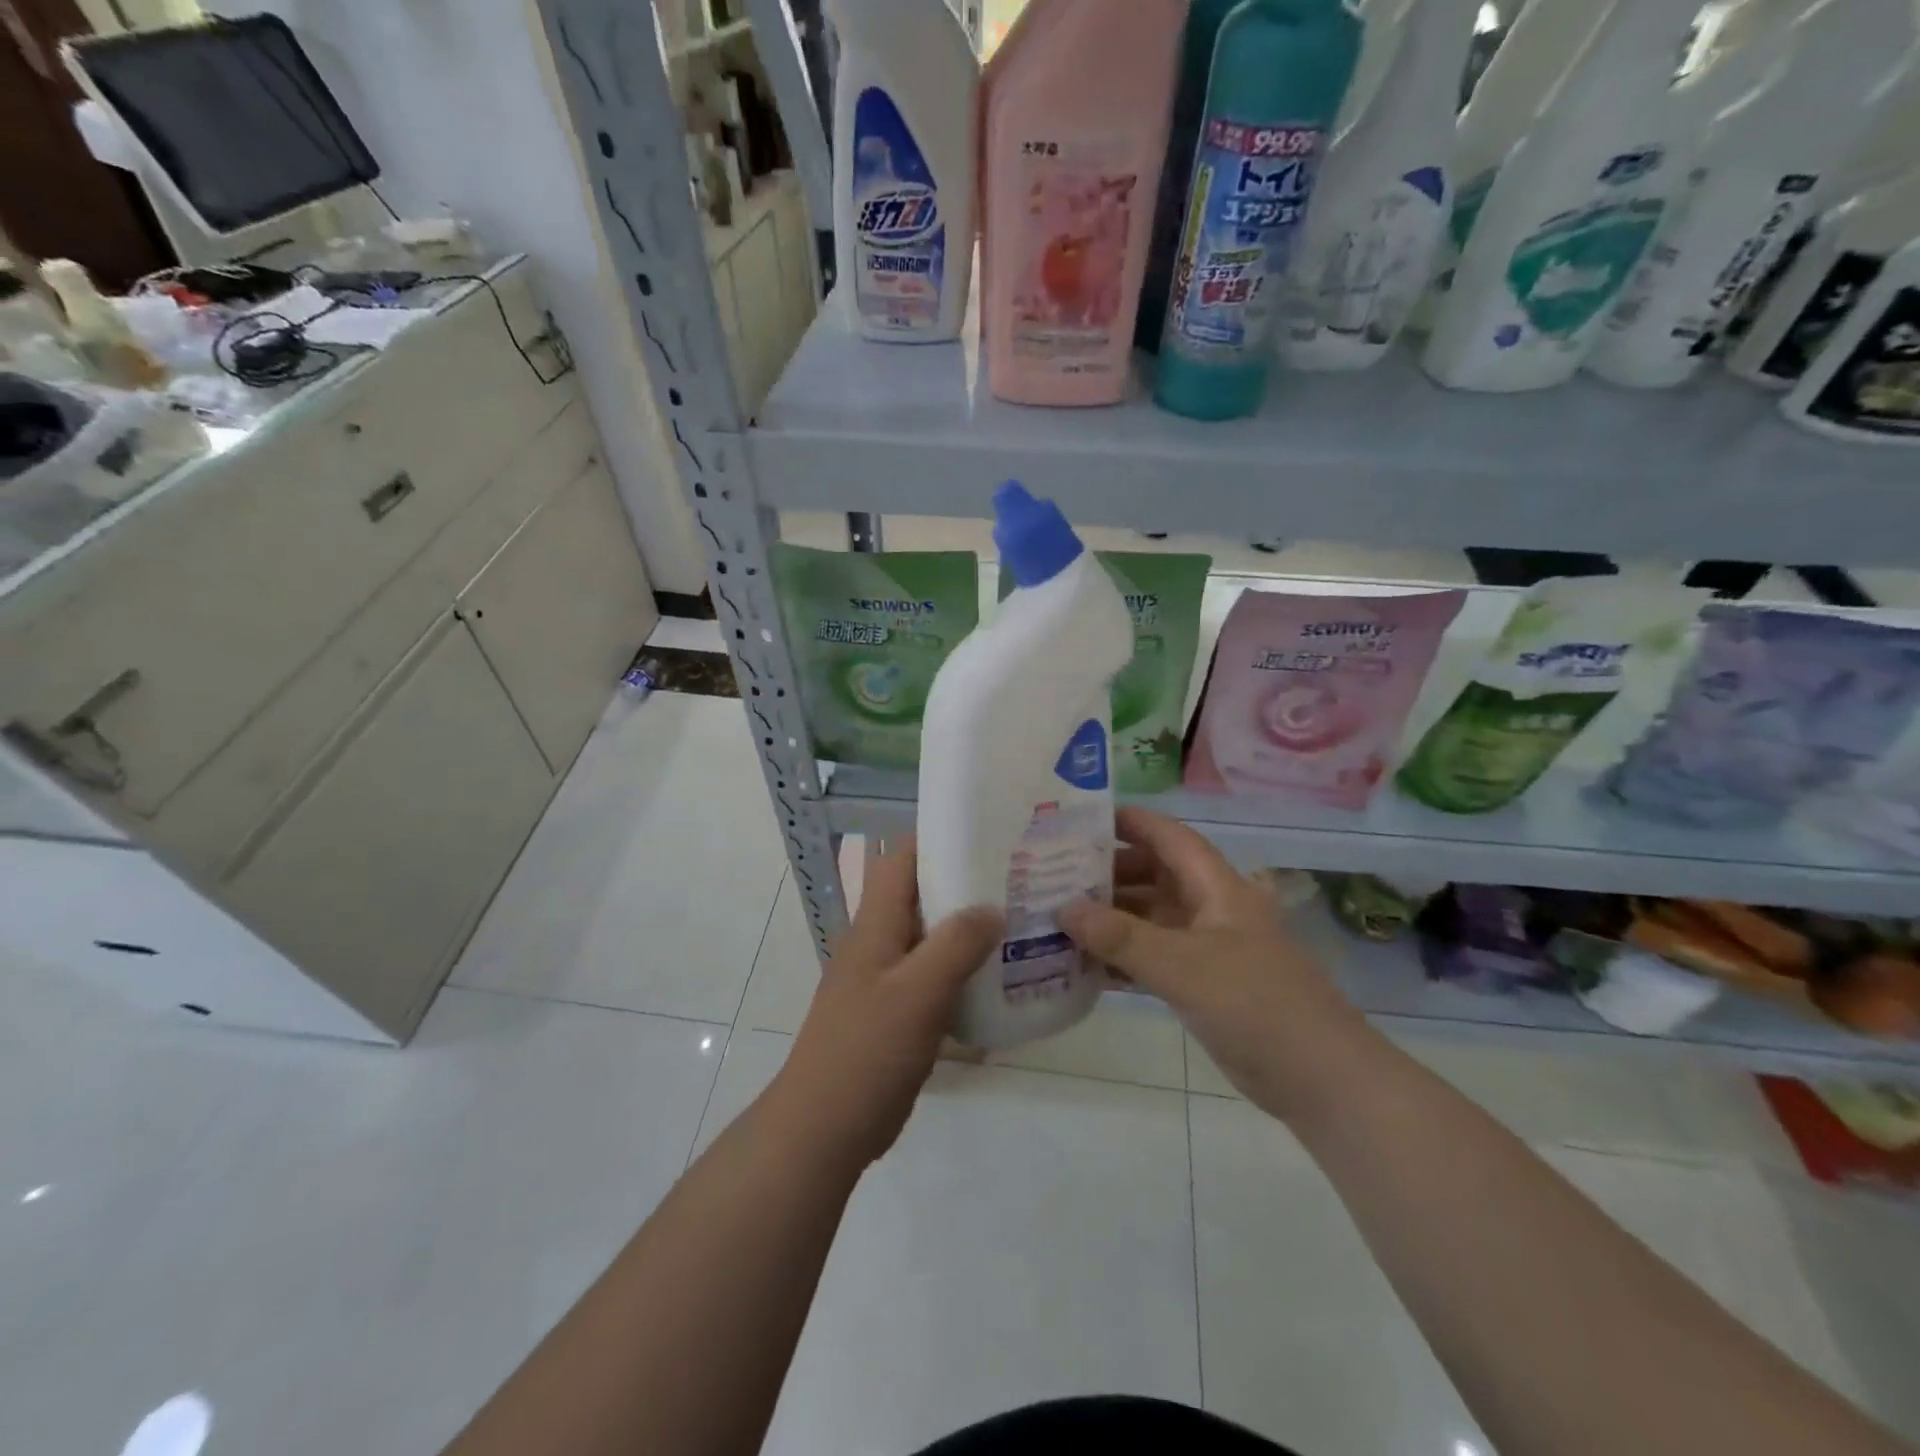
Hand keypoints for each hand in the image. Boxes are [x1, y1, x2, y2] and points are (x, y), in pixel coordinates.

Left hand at [771, 837, 1002, 1168]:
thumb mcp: (918, 992)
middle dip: (965, 884)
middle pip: (922, 895)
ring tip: (1021, 924)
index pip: (902, 858)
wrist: (825, 1127)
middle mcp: (879, 942)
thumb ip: (956, 944)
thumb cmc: (868, 1050)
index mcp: (875, 924)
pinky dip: (963, 972)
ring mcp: (886, 979)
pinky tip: (1001, 982)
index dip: (939, 839)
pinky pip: (934, 978)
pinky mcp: (897, 1013)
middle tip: (1020, 881)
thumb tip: (992, 907)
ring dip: (968, 931)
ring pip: (931, 938)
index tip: (988, 836)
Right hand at [1058, 808, 1367, 1115]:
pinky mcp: (1202, 984)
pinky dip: (1121, 957)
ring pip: (1150, 919)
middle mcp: (1211, 909)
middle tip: (1055, 874)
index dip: (1130, 822)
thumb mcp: (1181, 965)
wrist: (1317, 1078)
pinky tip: (1082, 963)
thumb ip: (1120, 937)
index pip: (1169, 837)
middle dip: (1108, 873)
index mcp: (1217, 887)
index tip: (1082, 819)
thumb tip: (1062, 907)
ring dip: (1110, 918)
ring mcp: (1207, 948)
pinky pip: (1152, 957)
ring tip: (1058, 916)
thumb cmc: (1253, 1003)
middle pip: (1154, 876)